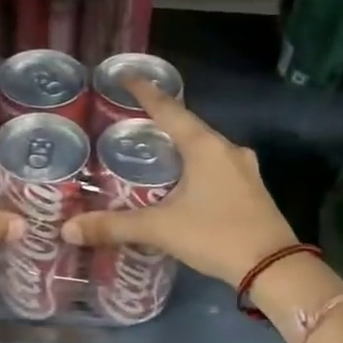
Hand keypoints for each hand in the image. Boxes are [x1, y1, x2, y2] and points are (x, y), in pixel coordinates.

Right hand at [63, 81, 296, 285]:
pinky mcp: (252, 188)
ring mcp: (244, 168)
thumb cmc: (215, 235)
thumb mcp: (160, 229)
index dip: (144, 91)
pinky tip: (185, 181)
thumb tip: (68, 229)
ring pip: (205, 147)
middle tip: (132, 120)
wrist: (274, 268)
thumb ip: (114, 226)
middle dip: (161, 120)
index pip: (168, 108)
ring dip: (181, 145)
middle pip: (188, 125)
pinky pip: (217, 165)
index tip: (126, 75)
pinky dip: (196, 165)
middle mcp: (226, 149)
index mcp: (204, 146)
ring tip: (155, 151)